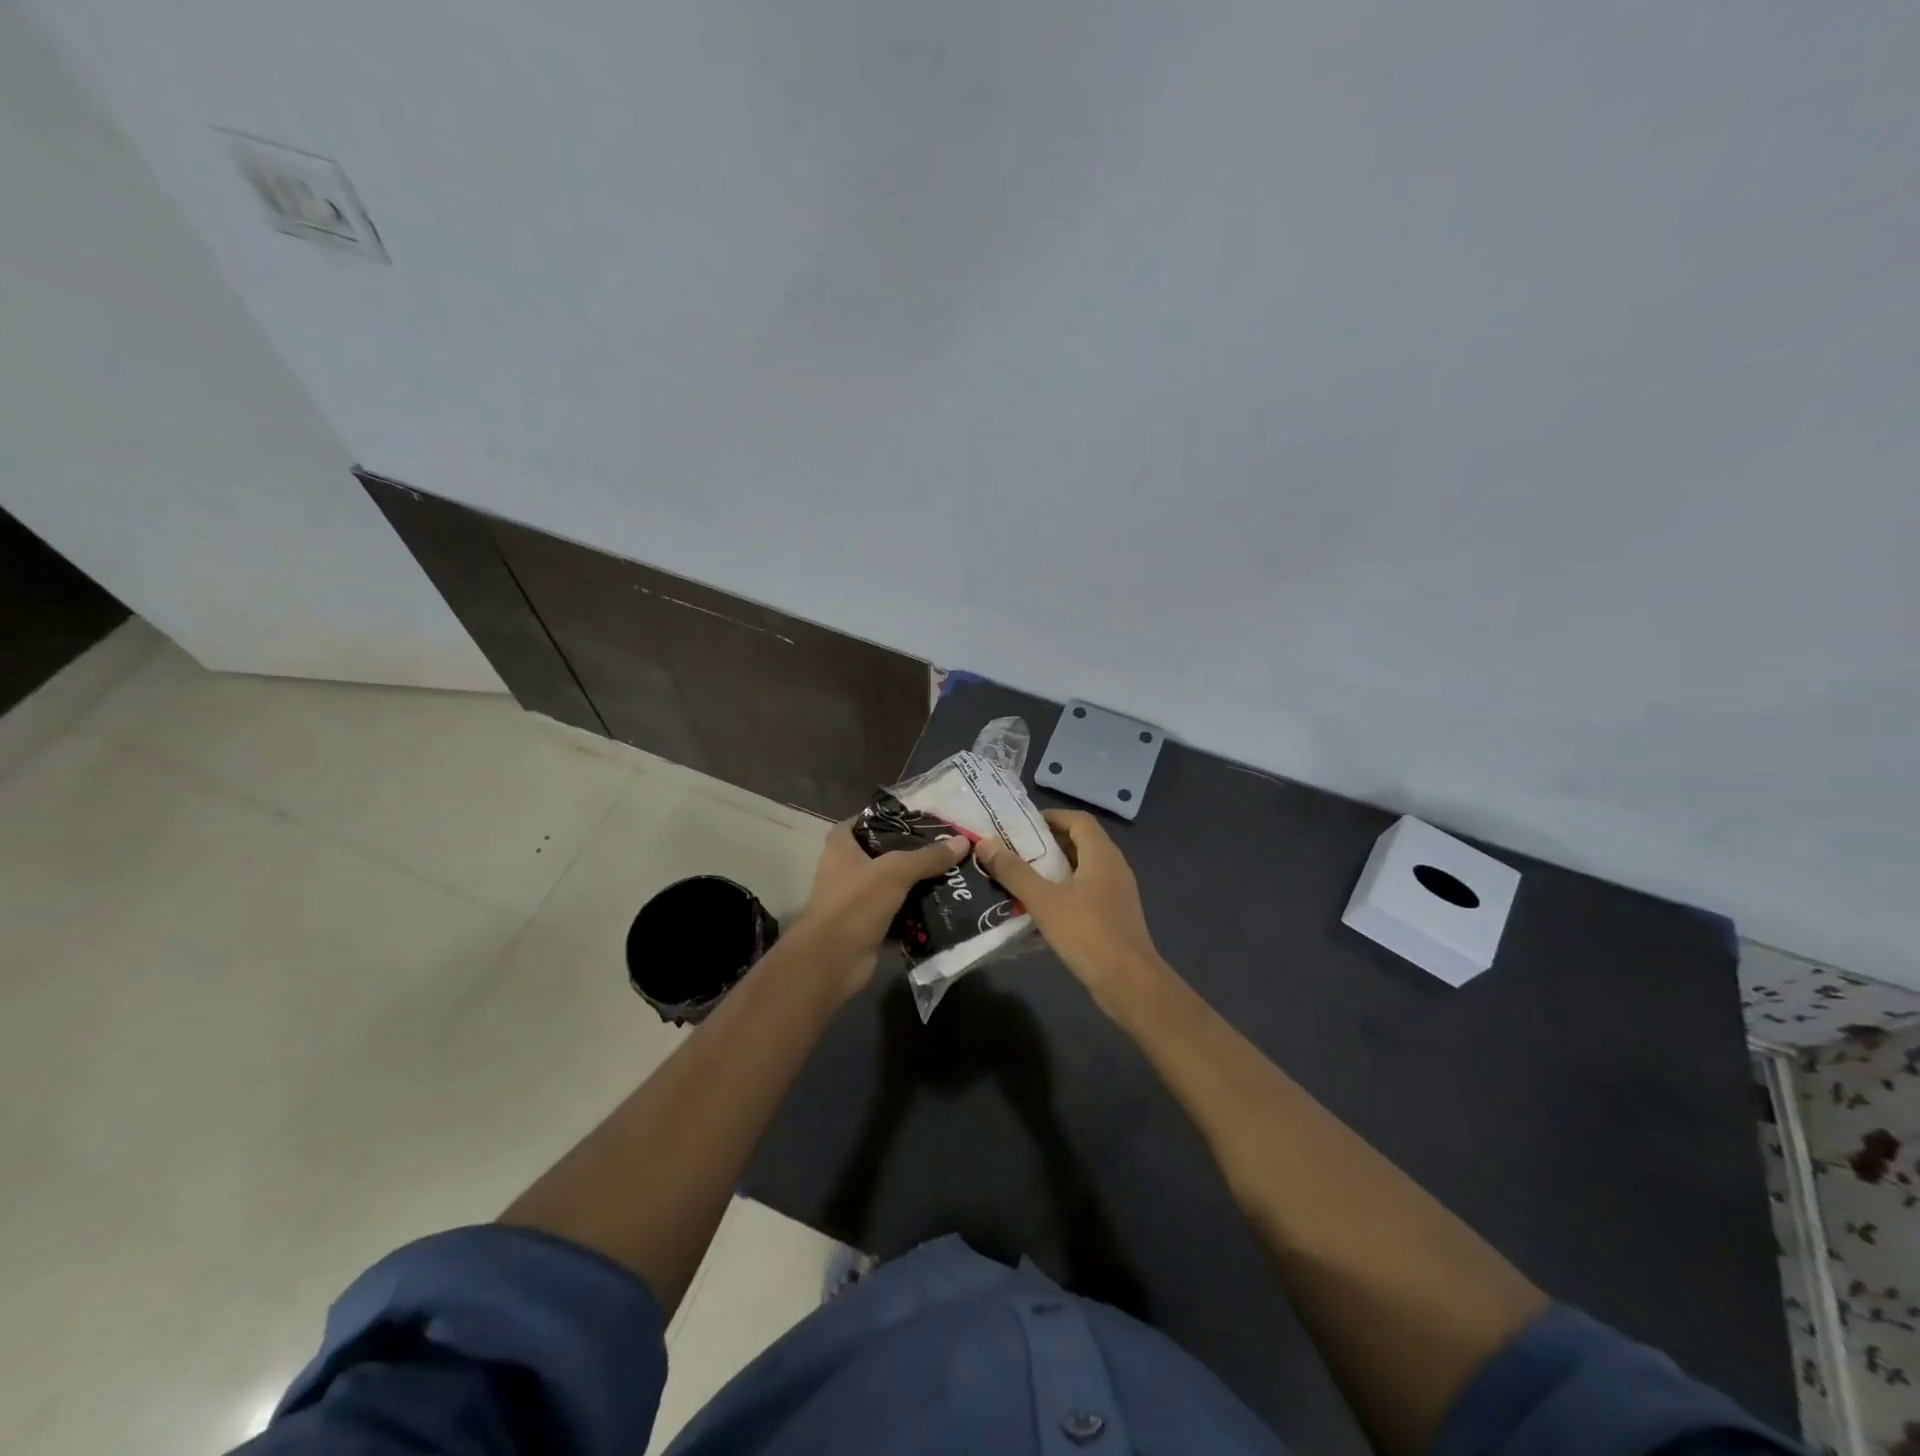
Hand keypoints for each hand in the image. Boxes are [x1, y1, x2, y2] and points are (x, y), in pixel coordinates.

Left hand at [793, 821, 968, 998]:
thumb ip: (928, 857)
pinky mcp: (868, 928)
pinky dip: (916, 914)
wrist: (832, 961)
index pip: (862, 822)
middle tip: (945, 847)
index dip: (886, 817)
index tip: (917, 818)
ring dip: (917, 885)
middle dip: (911, 853)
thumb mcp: (896, 872)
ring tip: (952, 875)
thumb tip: (963, 841)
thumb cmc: (856, 903)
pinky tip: (943, 907)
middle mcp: (845, 871)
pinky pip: (897, 915)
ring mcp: (856, 902)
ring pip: (892, 886)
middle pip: (882, 855)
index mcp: (841, 848)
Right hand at [974, 810, 1168, 1007]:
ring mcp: (1117, 894)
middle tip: (1013, 851)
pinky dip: (1063, 894)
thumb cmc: (1087, 932)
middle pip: (1079, 844)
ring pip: (1081, 871)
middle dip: (1046, 845)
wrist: (1129, 983)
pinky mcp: (1114, 917)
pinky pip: (1085, 894)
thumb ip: (1014, 872)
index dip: (1051, 817)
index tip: (1021, 825)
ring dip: (1053, 872)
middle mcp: (1113, 867)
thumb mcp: (1044, 900)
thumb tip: (985, 843)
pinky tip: (1039, 910)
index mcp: (1101, 854)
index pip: (1078, 820)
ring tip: (1020, 878)